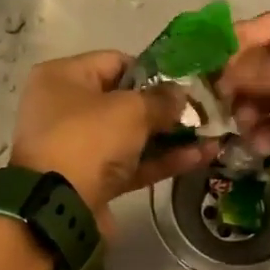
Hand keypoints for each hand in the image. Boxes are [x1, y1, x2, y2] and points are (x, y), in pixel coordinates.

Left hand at [10, 50, 218, 234]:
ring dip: (169, 138)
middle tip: (203, 112)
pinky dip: (160, 162)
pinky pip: (131, 165)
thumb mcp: (130, 110)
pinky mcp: (93, 181)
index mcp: (63, 78)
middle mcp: (66, 109)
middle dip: (165, 109)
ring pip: (131, 137)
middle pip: (124, 102)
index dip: (153, 71)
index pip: (115, 62)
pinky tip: (198, 158)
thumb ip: (161, 100)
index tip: (185, 83)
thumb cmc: (88, 140)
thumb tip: (182, 95)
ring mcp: (79, 148)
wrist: (58, 207)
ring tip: (210, 137)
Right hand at [217, 12, 269, 205]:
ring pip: (265, 97)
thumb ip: (261, 67)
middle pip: (267, 62)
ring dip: (249, 109)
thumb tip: (224, 74)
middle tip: (219, 96)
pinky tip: (263, 145)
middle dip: (242, 78)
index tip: (210, 57)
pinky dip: (262, 134)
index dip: (243, 38)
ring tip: (246, 124)